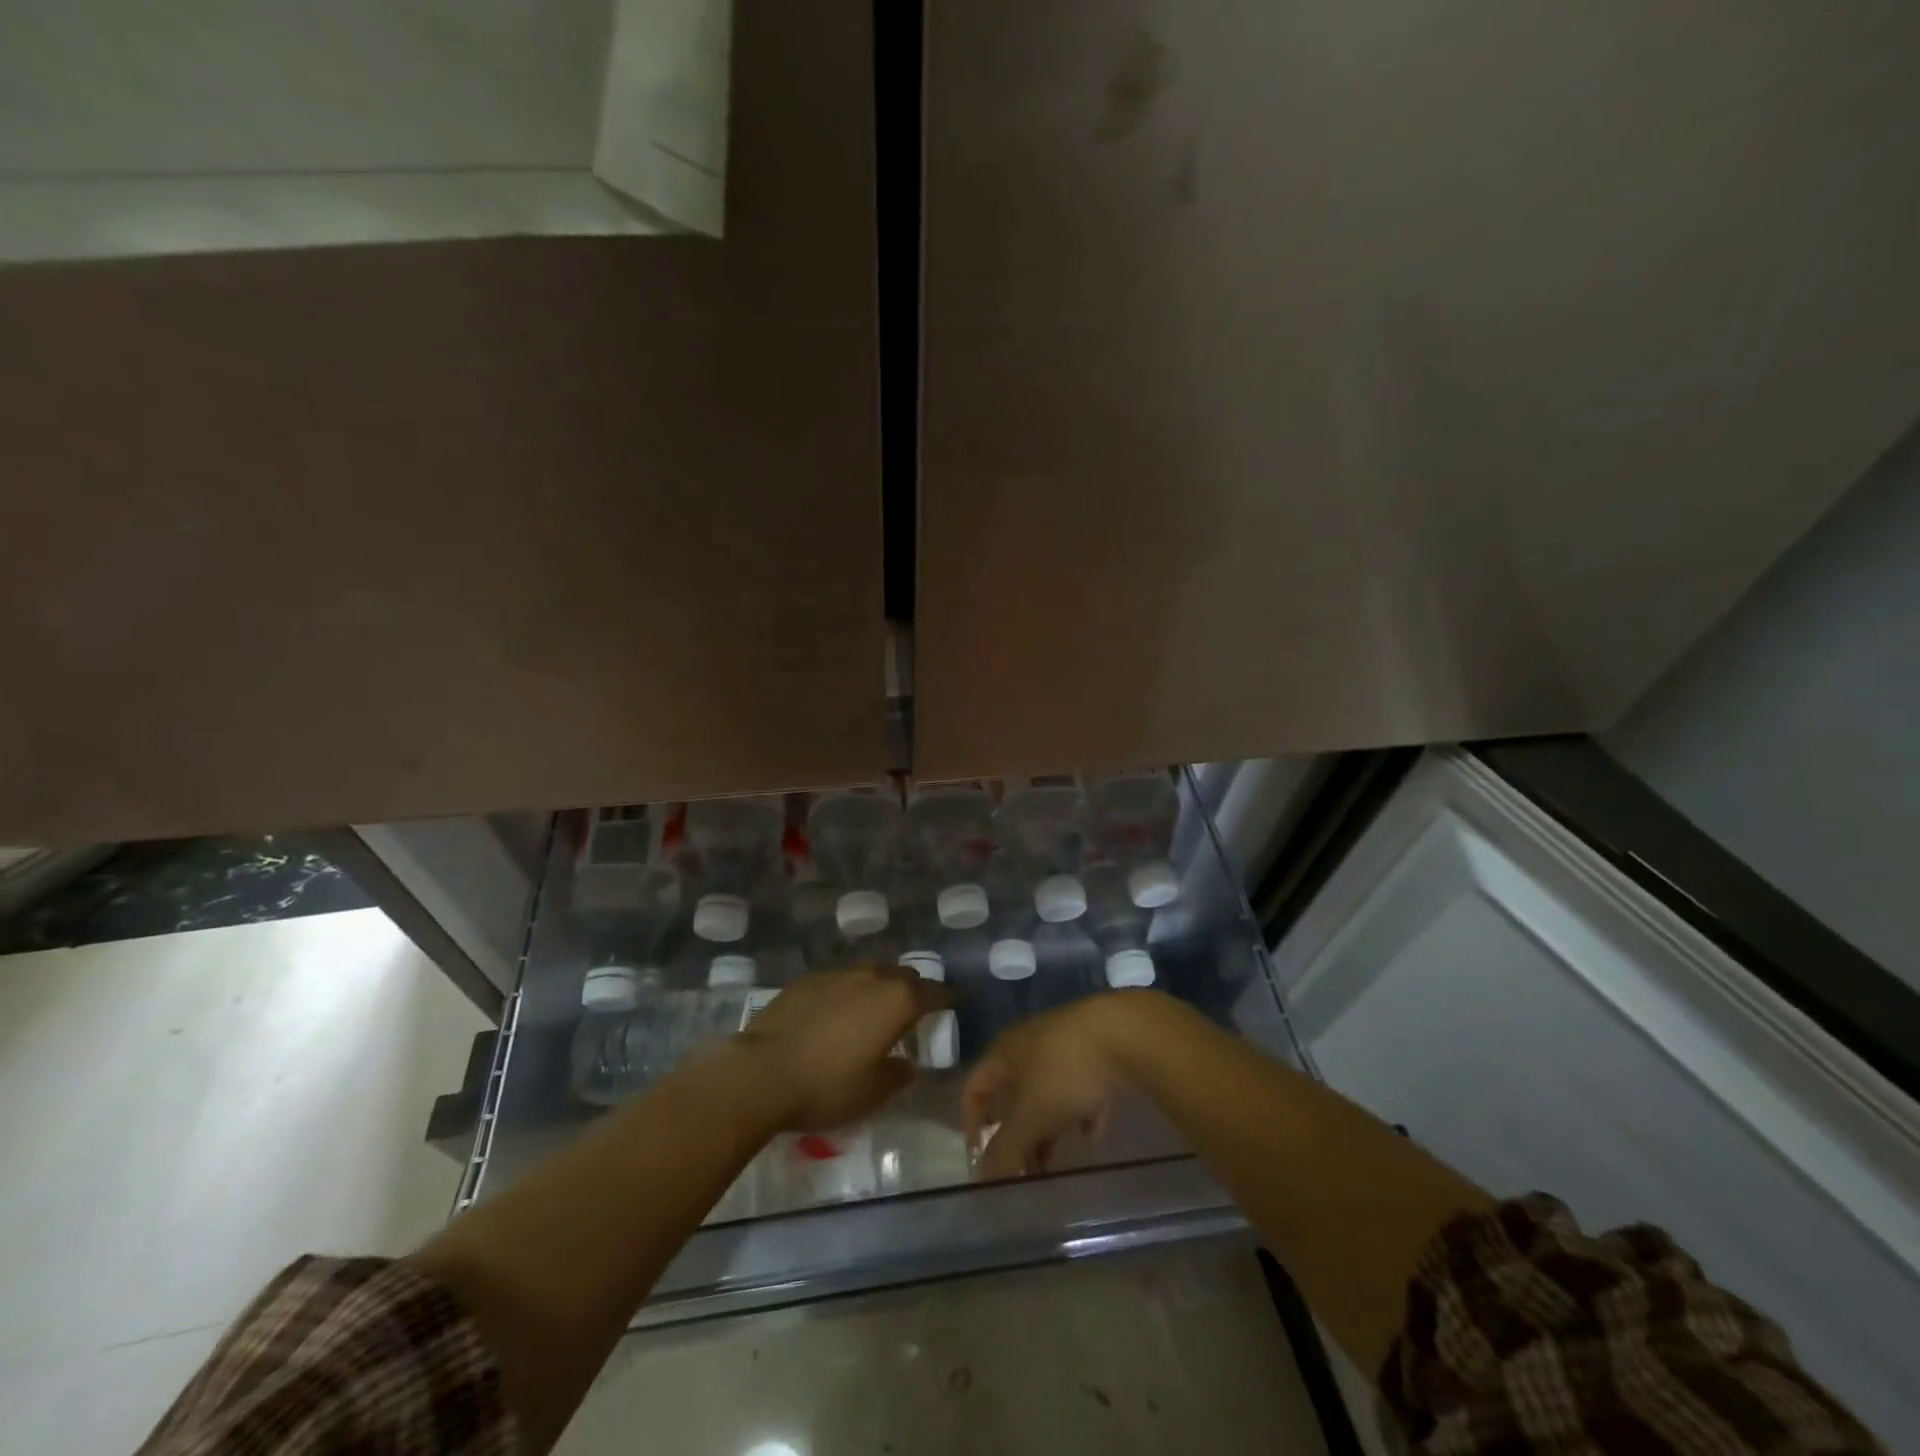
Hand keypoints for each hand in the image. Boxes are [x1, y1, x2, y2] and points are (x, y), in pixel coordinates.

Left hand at [738, 964, 949, 1131]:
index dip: (947, 997)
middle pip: (903, 975)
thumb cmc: (826, 1086)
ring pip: (870, 971)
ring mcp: (837, 973)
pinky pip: (839, 978)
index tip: (955, 1001)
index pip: (934, 992)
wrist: (762, 1071)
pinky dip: (847, 990)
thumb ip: (897, 1075)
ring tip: (874, 1007)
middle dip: (913, 989)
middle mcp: (872, 977)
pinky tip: (836, 1010)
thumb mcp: (872, 1093)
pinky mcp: (807, 978)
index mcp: (896, 1001)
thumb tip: (906, 1066)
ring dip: (879, 985)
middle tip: (913, 1009)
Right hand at [962, 993, 1156, 1179]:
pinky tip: (1093, 1135)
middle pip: (1012, 1096)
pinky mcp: (1097, 1052)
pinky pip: (1080, 1088)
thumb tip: (983, 1178)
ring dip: (1047, 1130)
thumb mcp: (1031, 1116)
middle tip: (1023, 1174)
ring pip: (1046, 1094)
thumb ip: (1005, 1149)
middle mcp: (1028, 1045)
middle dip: (1015, 1137)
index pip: (973, 1088)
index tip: (981, 1161)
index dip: (971, 1123)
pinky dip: (1081, 1114)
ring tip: (1056, 1164)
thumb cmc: (1065, 1071)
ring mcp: (1064, 1046)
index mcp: (1004, 1052)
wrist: (1125, 1033)